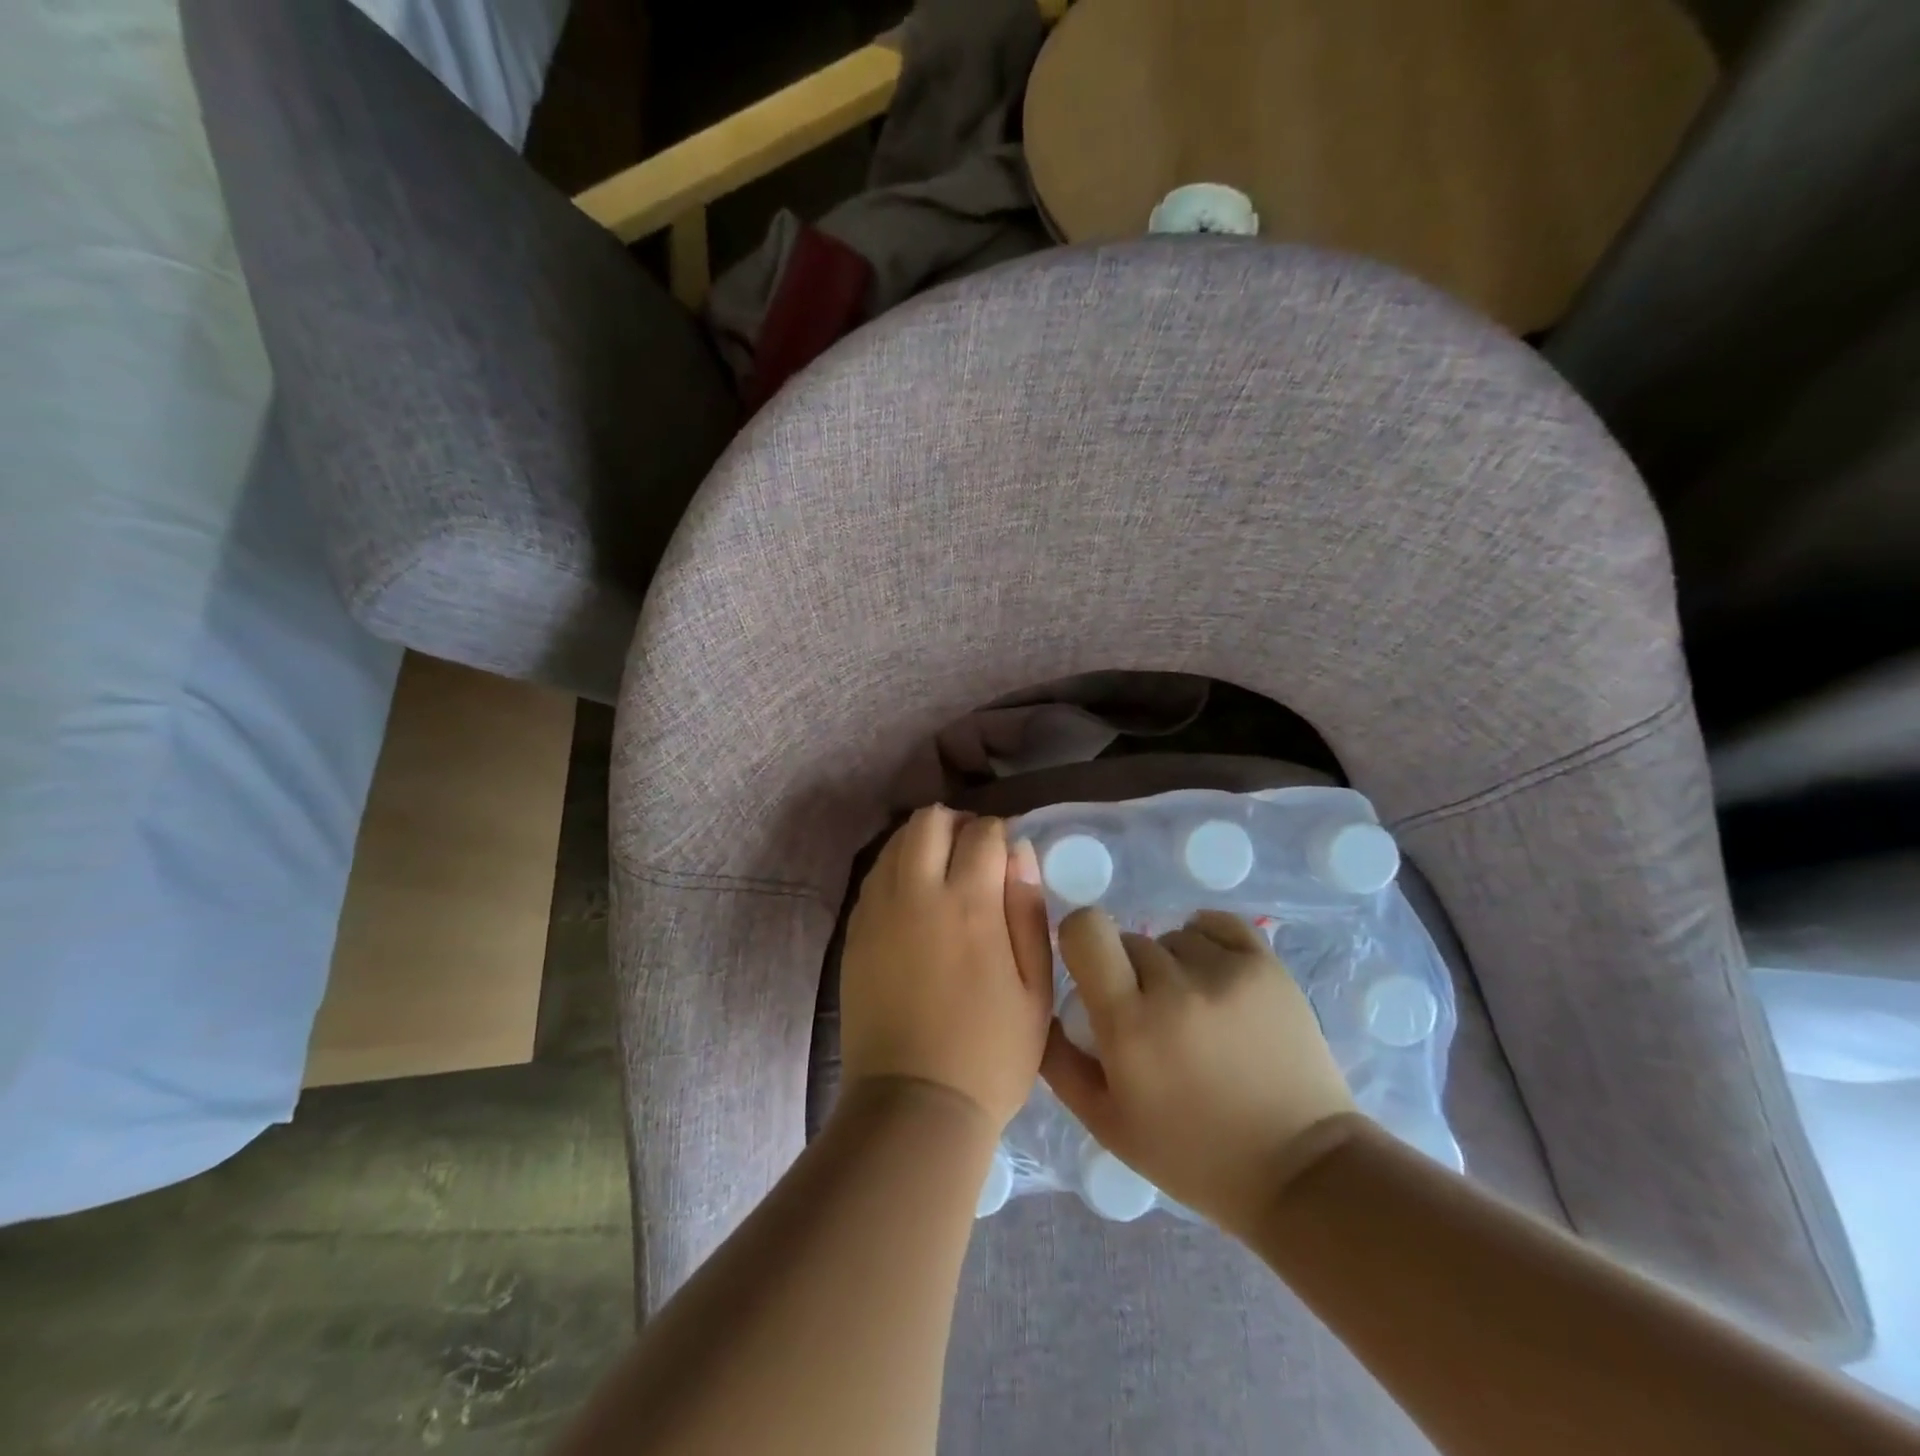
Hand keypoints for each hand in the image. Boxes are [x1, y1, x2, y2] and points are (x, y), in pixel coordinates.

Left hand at [839, 807, 1053, 1134]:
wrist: (914, 1103)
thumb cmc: (990, 1052)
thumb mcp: (1034, 988)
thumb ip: (1028, 911)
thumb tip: (1021, 852)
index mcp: (969, 904)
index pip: (983, 832)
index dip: (1001, 834)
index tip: (1009, 856)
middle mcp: (917, 894)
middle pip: (928, 821)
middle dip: (956, 824)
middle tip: (974, 854)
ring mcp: (878, 911)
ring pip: (895, 843)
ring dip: (923, 843)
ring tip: (943, 874)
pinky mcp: (855, 932)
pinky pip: (875, 877)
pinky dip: (897, 870)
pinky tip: (914, 901)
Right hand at [1042, 908, 1355, 1235]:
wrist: (1300, 1170)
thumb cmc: (1194, 1156)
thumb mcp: (1108, 1125)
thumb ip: (1060, 1063)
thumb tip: (1043, 1006)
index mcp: (1130, 1024)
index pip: (1085, 930)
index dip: (1080, 940)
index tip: (1090, 968)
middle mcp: (1175, 986)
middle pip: (1129, 939)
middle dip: (1129, 972)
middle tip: (1151, 1017)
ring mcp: (1227, 971)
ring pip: (1172, 936)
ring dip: (1172, 964)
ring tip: (1194, 1009)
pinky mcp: (1267, 965)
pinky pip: (1215, 924)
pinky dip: (1206, 942)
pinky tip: (1214, 977)